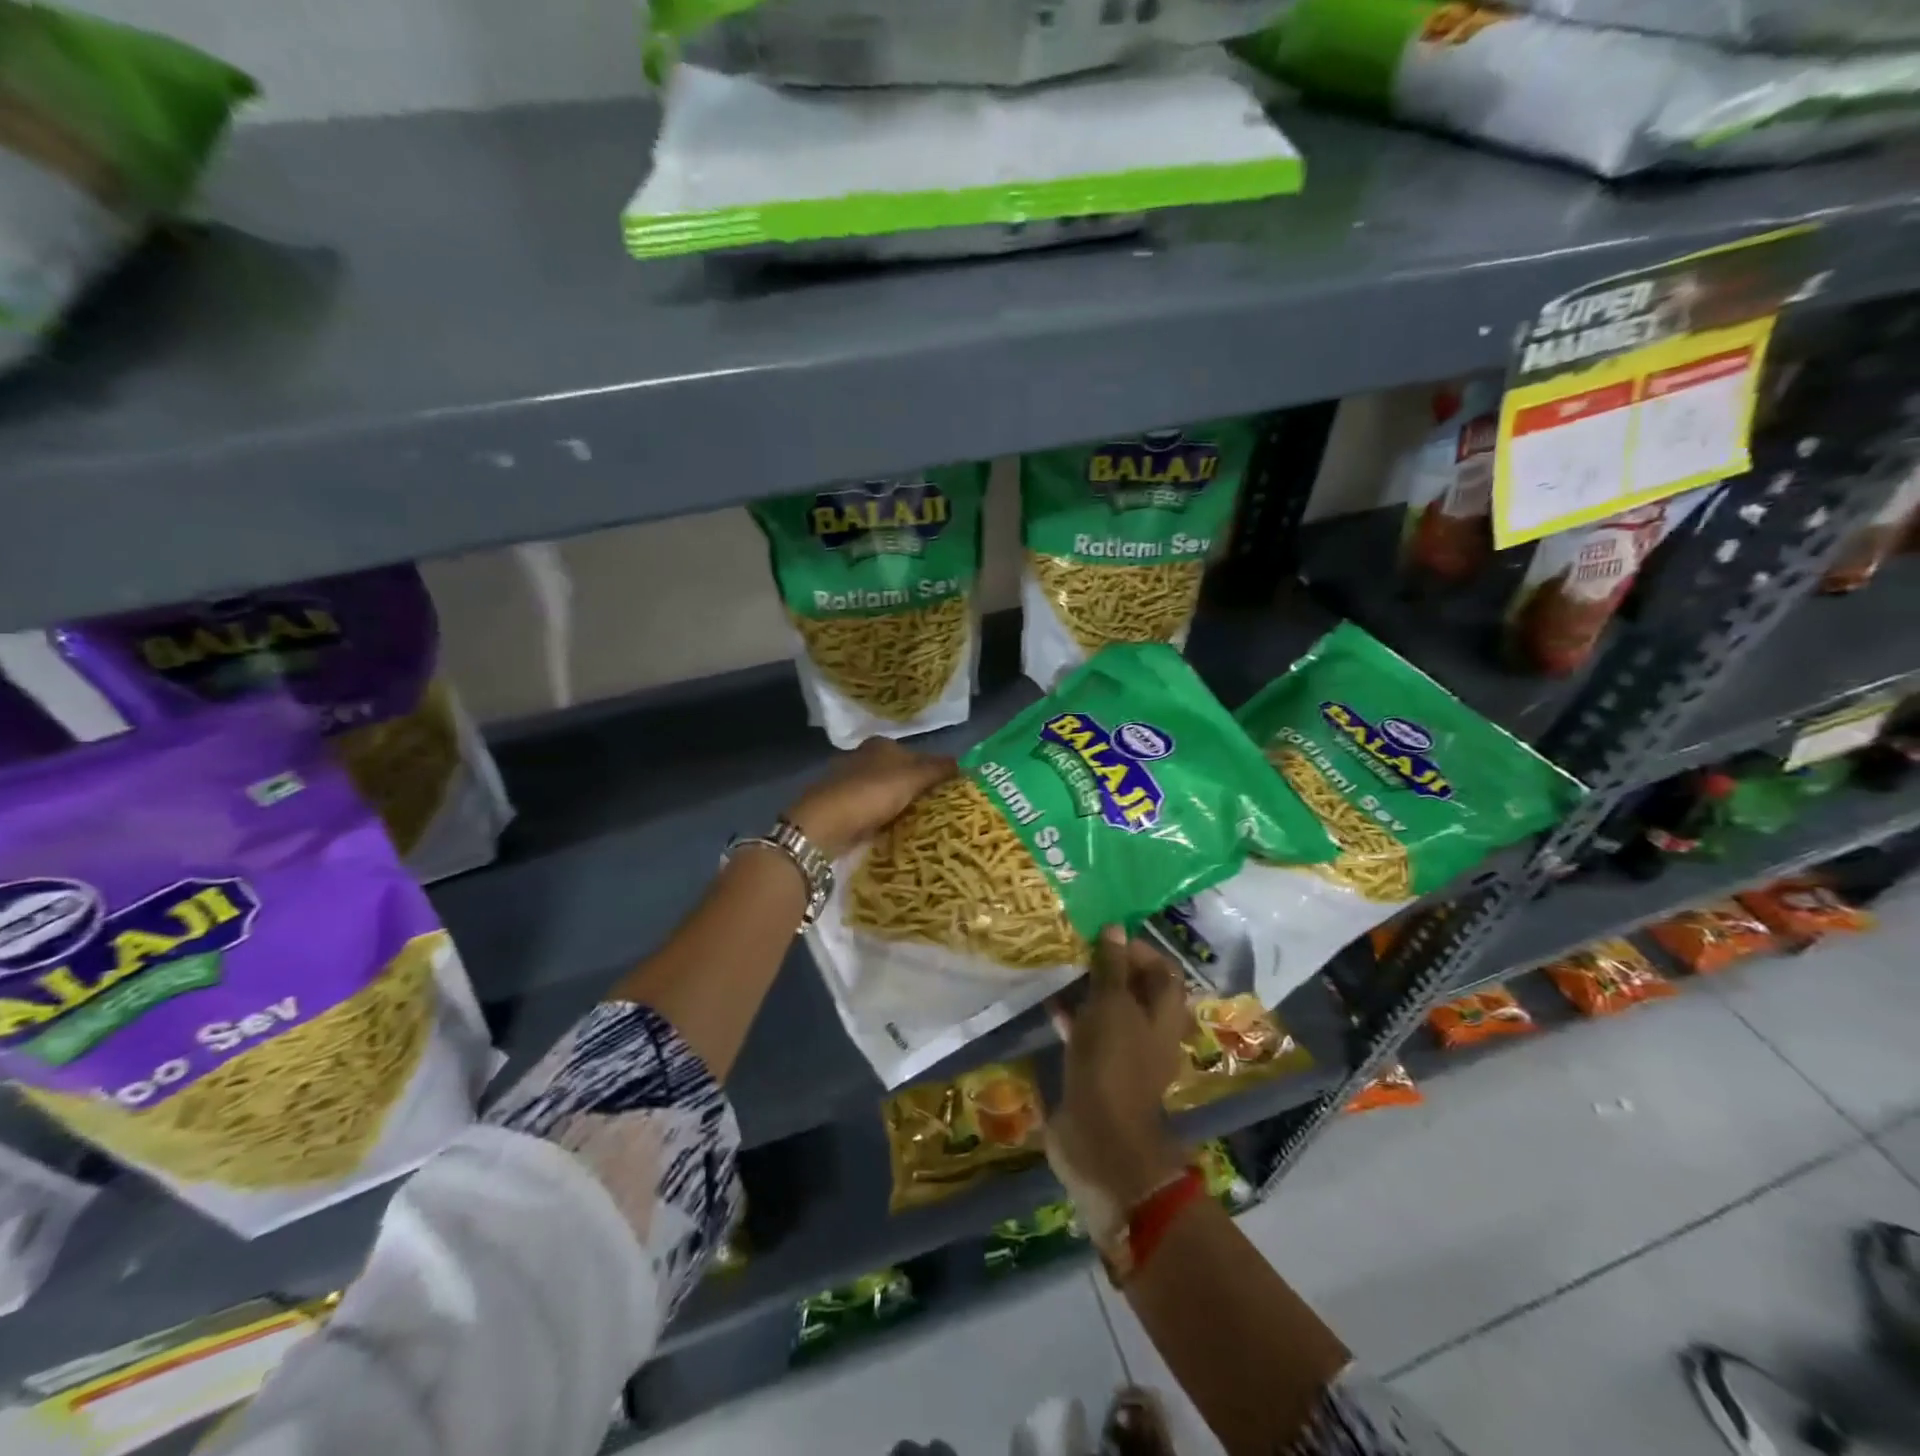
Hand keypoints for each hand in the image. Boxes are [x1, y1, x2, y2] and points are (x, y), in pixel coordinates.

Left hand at [785, 738, 955, 859]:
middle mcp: (863, 758)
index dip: (935, 771)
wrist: (824, 825)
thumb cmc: (871, 793)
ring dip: (900, 806)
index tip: (952, 792)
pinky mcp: (841, 808)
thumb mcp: (912, 777)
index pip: (917, 754)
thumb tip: (965, 764)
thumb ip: (938, 769)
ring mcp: (849, 784)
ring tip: (923, 825)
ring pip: (885, 794)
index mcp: (881, 745)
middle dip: (917, 789)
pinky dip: (884, 820)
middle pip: (900, 774)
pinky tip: (895, 832)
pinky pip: (872, 812)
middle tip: (941, 811)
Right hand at [1047, 928, 1188, 1225]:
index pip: (1163, 971)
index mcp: (1165, 1016)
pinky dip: (1073, 1018)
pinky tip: (1049, 1004)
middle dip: (1110, 968)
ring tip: (1062, 968)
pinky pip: (1089, 1036)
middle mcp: (1150, 1033)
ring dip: (1089, 991)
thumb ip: (1112, 967)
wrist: (1098, 1139)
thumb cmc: (1112, 1064)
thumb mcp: (1111, 1007)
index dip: (1138, 949)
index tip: (1106, 936)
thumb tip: (1116, 928)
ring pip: (1110, 1012)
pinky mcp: (1098, 1072)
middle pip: (1135, 991)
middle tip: (1079, 949)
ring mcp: (1124, 1055)